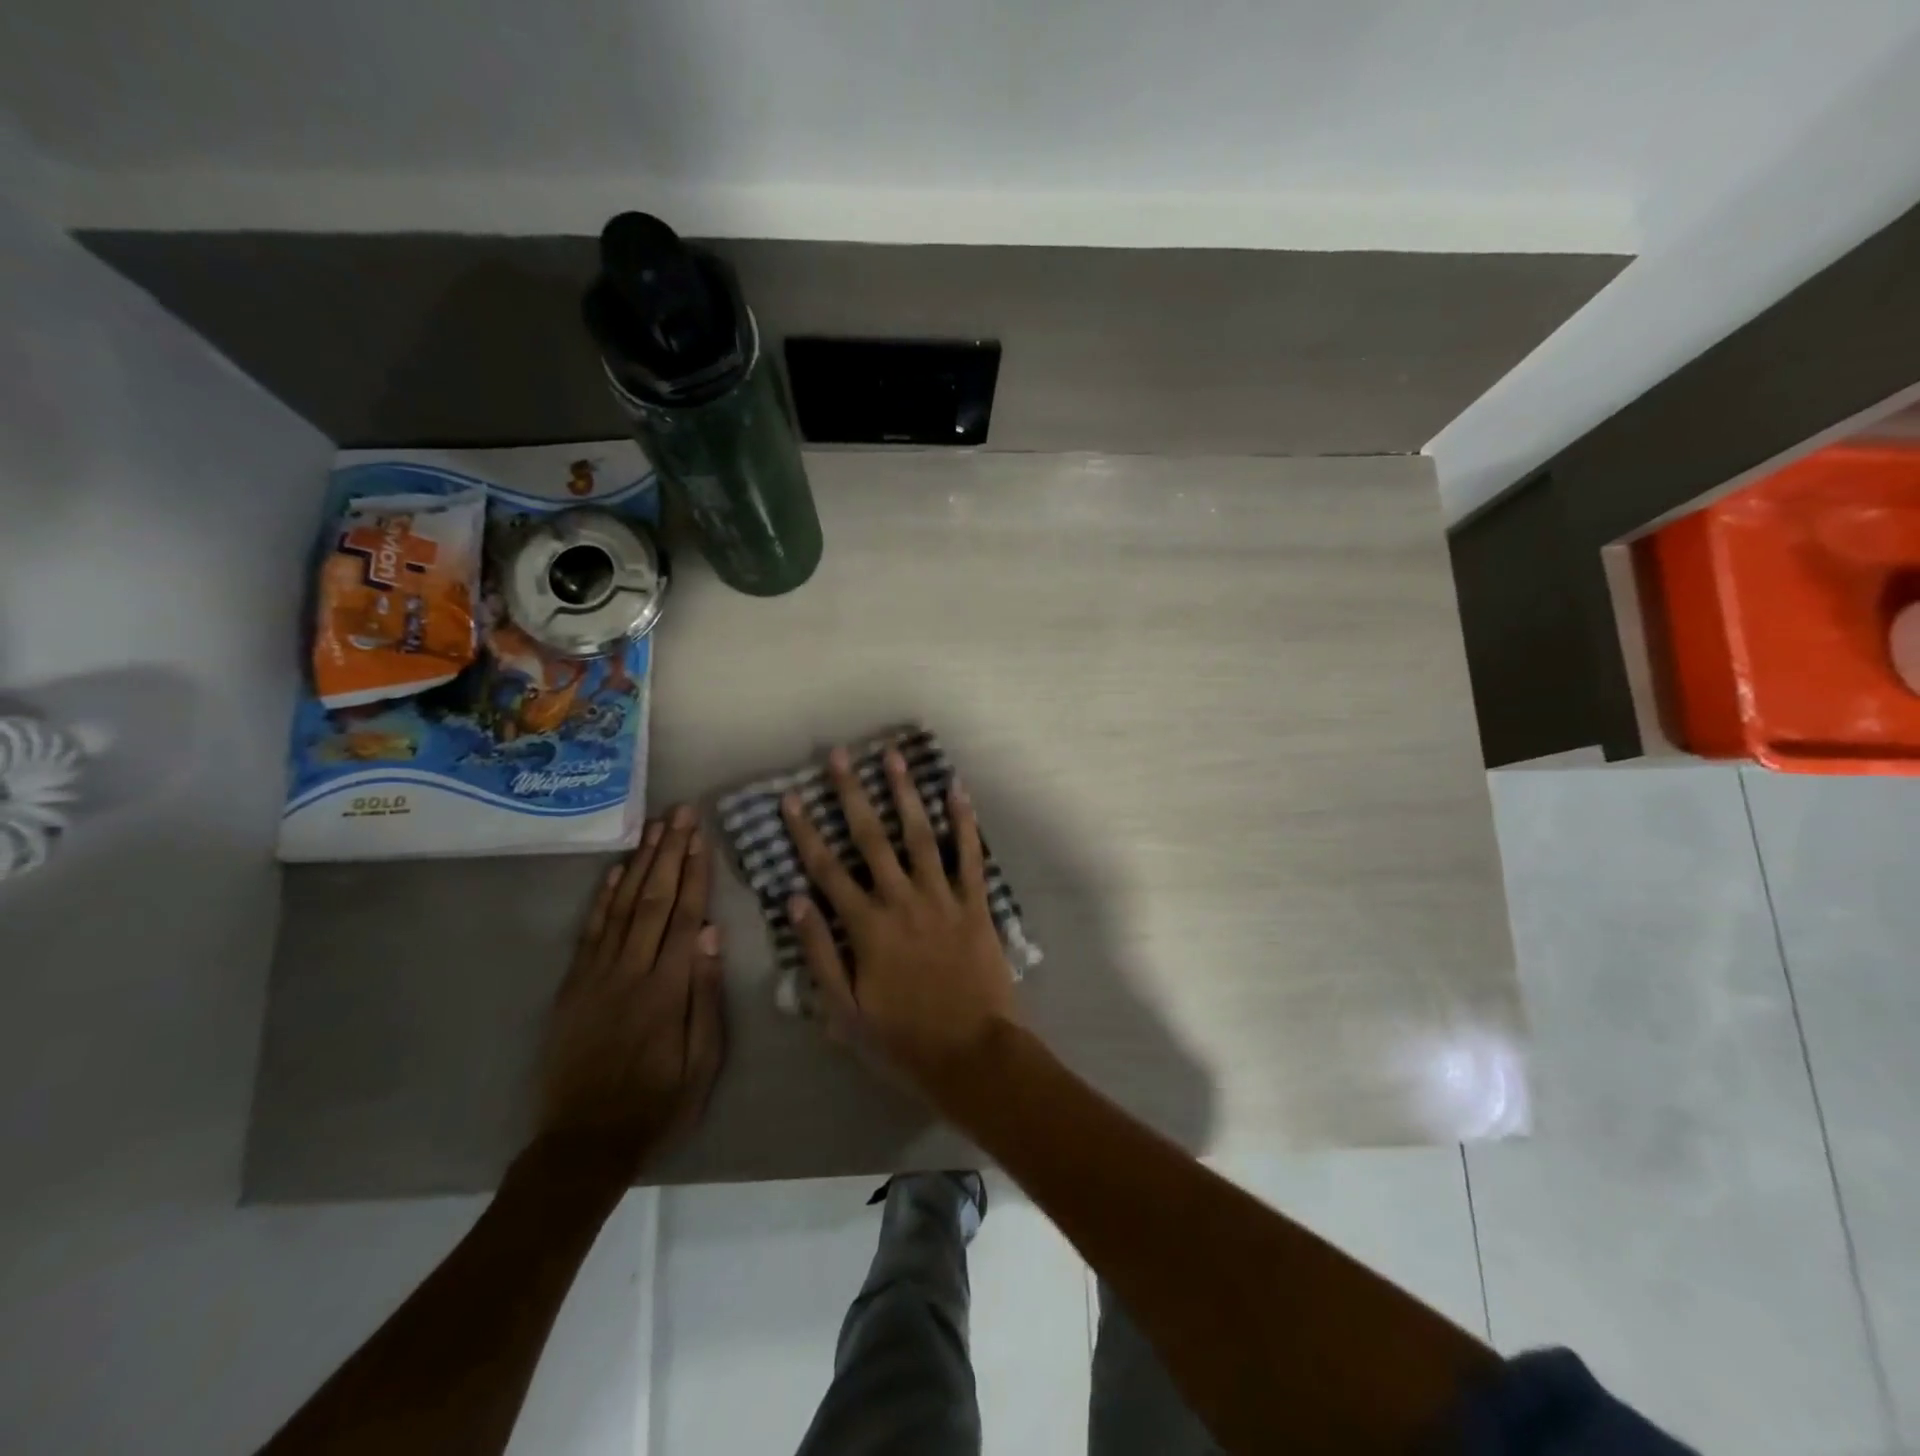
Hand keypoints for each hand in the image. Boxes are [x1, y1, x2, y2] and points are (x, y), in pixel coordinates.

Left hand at [535, 807, 726, 1174]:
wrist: (583, 1143)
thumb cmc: (657, 1103)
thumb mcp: (701, 1061)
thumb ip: (705, 995)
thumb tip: (712, 934)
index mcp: (666, 988)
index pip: (684, 915)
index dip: (694, 872)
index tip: (700, 836)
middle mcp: (630, 971)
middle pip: (653, 899)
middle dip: (668, 852)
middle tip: (679, 813)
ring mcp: (596, 976)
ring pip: (621, 906)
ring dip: (639, 864)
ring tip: (653, 827)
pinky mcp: (573, 987)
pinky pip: (589, 932)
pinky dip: (601, 898)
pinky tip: (613, 871)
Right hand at [781, 745, 1017, 1096]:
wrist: (972, 1054)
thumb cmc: (903, 1039)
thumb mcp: (845, 1011)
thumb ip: (819, 953)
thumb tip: (795, 901)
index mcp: (867, 927)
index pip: (827, 869)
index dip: (805, 832)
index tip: (791, 798)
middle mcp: (902, 901)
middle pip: (871, 838)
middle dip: (852, 794)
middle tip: (840, 756)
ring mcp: (942, 898)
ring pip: (920, 835)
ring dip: (905, 793)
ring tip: (894, 756)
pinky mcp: (975, 905)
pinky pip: (970, 856)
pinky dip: (965, 822)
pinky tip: (957, 790)